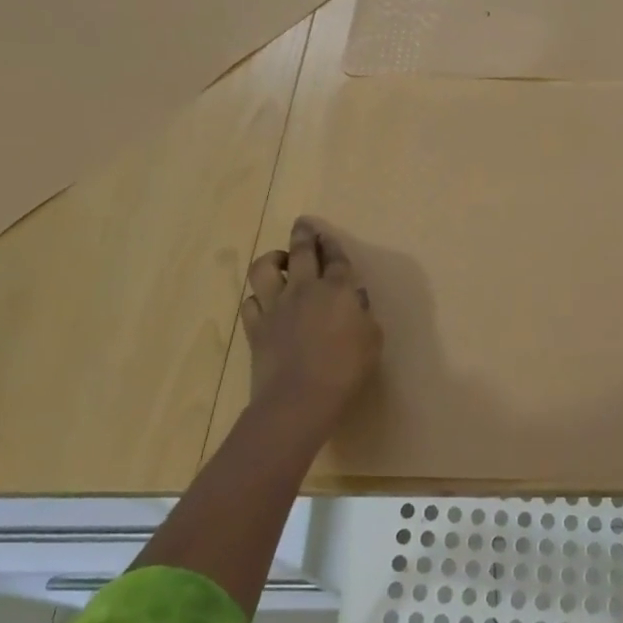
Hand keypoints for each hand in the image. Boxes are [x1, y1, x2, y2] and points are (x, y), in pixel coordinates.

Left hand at [242, 217, 381, 434]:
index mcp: (337, 290)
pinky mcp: (255, 327)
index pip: (335, 258)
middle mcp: (304, 289)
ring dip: (272, 259)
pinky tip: (263, 302)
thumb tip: (356, 301)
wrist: (300, 399)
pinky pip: (250, 303)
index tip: (328, 235)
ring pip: (265, 269)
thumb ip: (364, 315)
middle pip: (300, 252)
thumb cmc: (346, 370)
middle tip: (302, 224)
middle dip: (303, 234)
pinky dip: (257, 298)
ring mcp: (276, 306)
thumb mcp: (372, 340)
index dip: (332, 244)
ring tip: (278, 260)